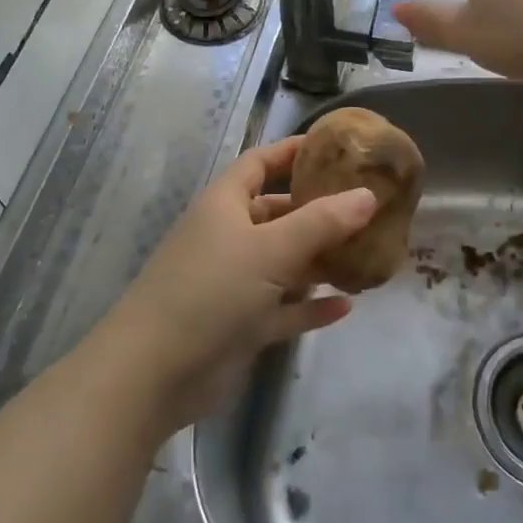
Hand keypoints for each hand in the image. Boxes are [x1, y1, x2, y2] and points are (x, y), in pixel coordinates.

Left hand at [95, 137, 375, 431]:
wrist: (154, 373)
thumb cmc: (211, 291)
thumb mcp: (271, 249)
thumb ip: (321, 222)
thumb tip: (368, 194)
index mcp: (225, 204)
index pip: (260, 163)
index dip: (292, 151)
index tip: (335, 148)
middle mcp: (228, 236)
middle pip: (277, 213)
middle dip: (317, 210)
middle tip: (366, 208)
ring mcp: (233, 283)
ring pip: (283, 263)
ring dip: (319, 261)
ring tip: (366, 255)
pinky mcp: (240, 325)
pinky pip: (283, 308)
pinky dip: (310, 306)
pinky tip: (346, 306)